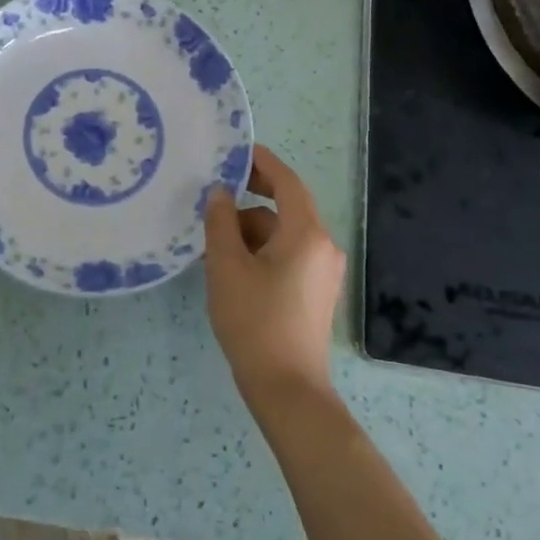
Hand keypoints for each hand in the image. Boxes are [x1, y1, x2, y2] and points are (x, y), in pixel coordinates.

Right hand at [203, 144, 346, 402]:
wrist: (287, 388)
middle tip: (215, 194)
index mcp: (306, 233)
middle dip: (251, 199)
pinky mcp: (317, 291)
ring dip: (252, 229)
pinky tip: (234, 266)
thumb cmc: (254, 321)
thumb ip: (221, 222)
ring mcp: (324, 271)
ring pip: (284, 233)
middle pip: (286, 207)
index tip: (236, 151)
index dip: (262, 162)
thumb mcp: (227, 266)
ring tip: (215, 243)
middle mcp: (324, 246)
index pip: (287, 182)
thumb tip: (219, 193)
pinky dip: (263, 250)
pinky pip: (289, 254)